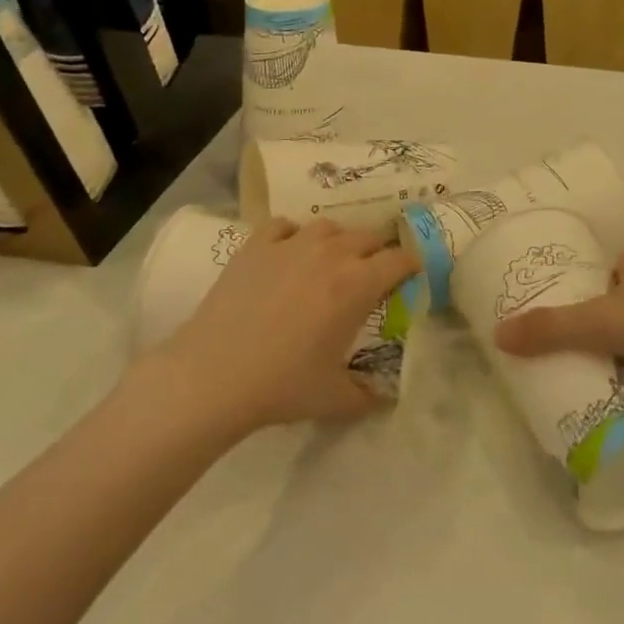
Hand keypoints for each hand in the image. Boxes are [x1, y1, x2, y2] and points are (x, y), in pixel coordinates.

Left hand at [161, 218, 415, 432]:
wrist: (213, 376)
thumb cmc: (281, 386)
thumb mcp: (334, 398)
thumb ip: (368, 395)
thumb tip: (388, 398)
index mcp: (357, 285)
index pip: (399, 259)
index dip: (410, 265)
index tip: (410, 275)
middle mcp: (331, 254)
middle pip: (368, 237)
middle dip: (377, 252)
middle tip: (370, 276)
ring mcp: (292, 244)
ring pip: (329, 226)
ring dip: (338, 241)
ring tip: (330, 262)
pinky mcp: (257, 244)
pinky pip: (285, 225)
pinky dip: (293, 234)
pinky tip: (288, 253)